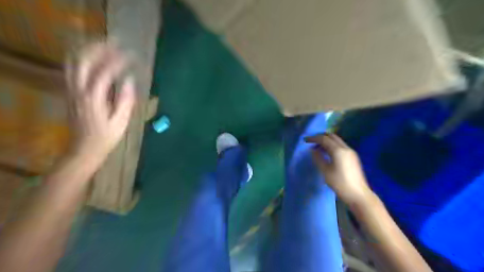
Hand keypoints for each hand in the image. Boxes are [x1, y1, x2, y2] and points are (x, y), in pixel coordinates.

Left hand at [64, 43, 134, 160]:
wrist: (84, 149)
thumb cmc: (106, 136)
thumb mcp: (121, 120)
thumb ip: (125, 99)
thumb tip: (130, 79)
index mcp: (93, 98)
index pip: (105, 72)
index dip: (118, 61)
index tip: (132, 55)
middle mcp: (78, 89)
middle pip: (84, 60)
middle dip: (100, 48)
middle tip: (117, 43)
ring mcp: (71, 89)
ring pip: (74, 61)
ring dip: (89, 50)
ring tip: (105, 45)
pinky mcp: (70, 92)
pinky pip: (72, 68)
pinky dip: (82, 58)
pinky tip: (93, 57)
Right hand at [306, 133, 370, 204]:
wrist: (358, 194)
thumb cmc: (340, 183)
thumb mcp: (325, 171)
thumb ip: (318, 158)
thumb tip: (313, 150)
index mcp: (338, 151)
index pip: (324, 139)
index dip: (314, 138)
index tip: (305, 140)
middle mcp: (345, 148)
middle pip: (332, 136)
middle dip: (321, 137)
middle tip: (311, 141)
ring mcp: (351, 152)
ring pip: (337, 140)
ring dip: (326, 141)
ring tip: (317, 148)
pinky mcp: (353, 157)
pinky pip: (340, 146)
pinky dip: (332, 145)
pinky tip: (326, 153)